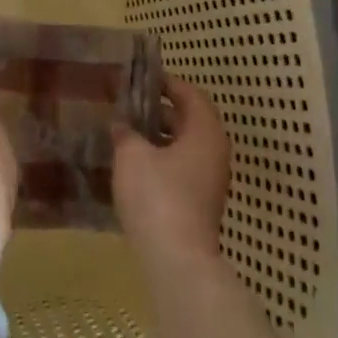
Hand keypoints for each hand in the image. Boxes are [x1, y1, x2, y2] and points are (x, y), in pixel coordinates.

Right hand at [112, 77, 229, 273]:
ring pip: (186, 146)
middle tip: (130, 104)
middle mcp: (215, 151)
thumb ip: (126, 134)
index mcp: (205, 132)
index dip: (168, 83)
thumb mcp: (132, 157)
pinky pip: (183, 168)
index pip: (191, 94)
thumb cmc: (157, 197)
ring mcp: (210, 179)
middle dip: (161, 110)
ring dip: (160, 137)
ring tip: (128, 133)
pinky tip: (136, 166)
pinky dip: (163, 159)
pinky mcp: (200, 201)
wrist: (177, 259)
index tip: (143, 79)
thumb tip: (122, 125)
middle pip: (191, 120)